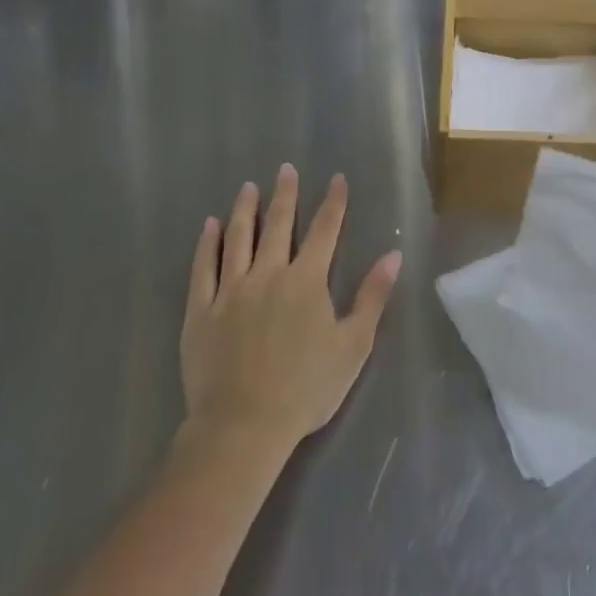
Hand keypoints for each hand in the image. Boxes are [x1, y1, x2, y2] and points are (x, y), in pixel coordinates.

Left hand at [180, 165, 400, 455]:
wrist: (243, 425)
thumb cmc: (306, 388)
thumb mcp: (353, 344)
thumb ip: (373, 296)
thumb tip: (393, 255)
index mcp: (307, 280)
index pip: (325, 230)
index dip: (333, 202)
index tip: (337, 178)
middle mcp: (269, 273)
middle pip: (279, 224)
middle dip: (285, 194)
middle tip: (285, 169)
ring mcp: (231, 289)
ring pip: (239, 238)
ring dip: (245, 209)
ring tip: (248, 187)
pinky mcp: (202, 310)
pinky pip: (204, 268)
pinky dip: (208, 244)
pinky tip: (210, 226)